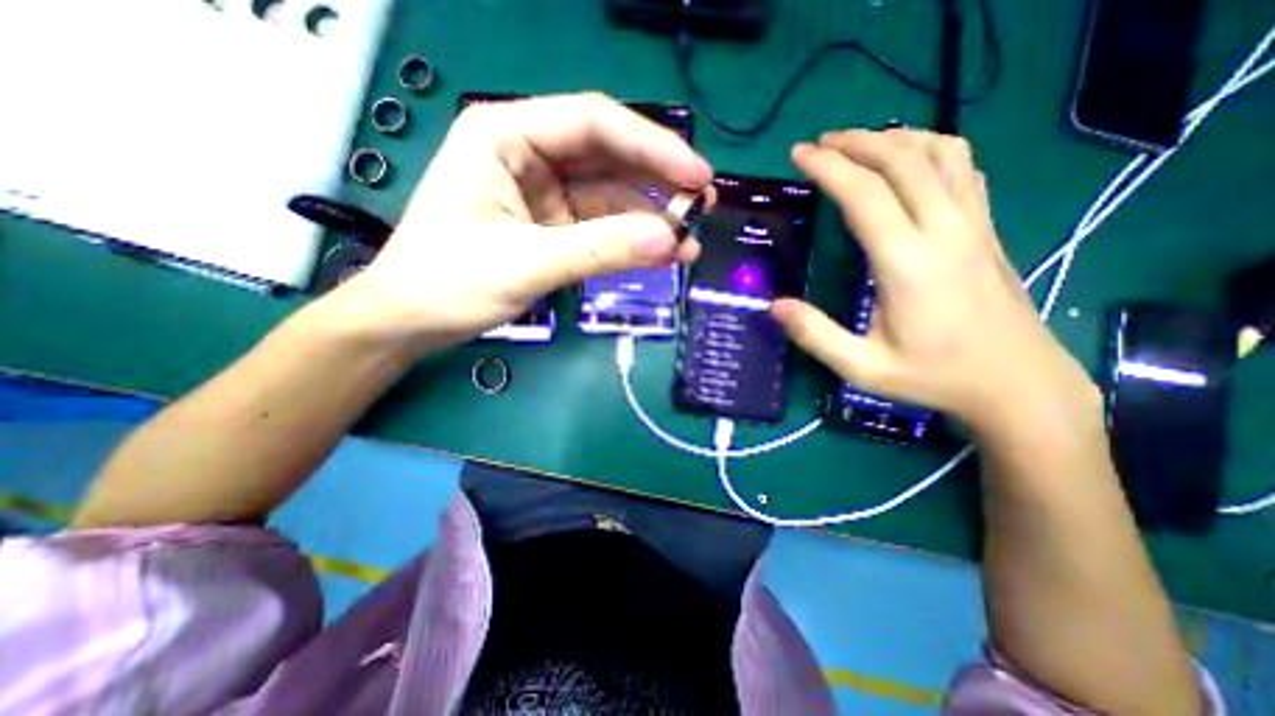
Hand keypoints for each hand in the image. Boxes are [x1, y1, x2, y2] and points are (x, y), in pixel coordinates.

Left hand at [338, 91, 711, 355]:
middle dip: (658, 182)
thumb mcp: (526, 263)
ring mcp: (542, 192)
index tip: (698, 176)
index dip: (653, 146)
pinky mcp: (551, 225)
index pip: (594, 124)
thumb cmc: (449, 283)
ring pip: (609, 194)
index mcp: (507, 135)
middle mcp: (528, 154)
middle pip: (608, 157)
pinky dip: (629, 239)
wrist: (411, 321)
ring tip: (688, 243)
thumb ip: (600, 249)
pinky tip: (658, 254)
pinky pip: (600, 224)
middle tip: (702, 209)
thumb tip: (670, 240)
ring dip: (650, 218)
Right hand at [771, 130, 1100, 439]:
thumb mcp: (863, 369)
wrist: (1017, 383)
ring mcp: (974, 224)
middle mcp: (944, 231)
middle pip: (902, 160)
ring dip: (894, 138)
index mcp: (908, 264)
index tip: (799, 155)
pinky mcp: (987, 227)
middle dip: (856, 142)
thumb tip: (774, 306)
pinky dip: (931, 148)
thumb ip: (816, 336)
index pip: (865, 196)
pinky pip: (963, 167)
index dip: (828, 168)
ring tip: (859, 143)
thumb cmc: (934, 377)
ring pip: (939, 153)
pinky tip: (910, 159)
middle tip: (819, 143)